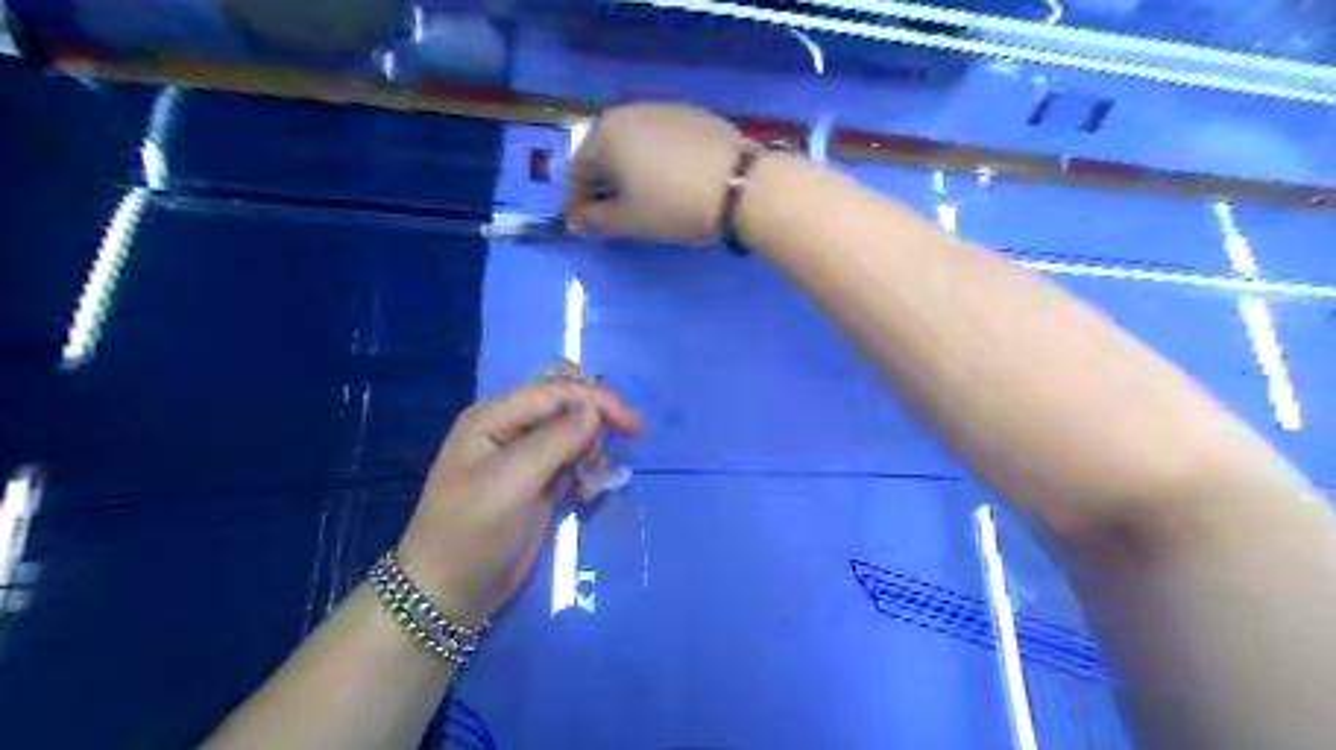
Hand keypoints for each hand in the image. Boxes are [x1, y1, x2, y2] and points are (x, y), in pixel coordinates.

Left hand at [397, 367, 643, 619]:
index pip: (557, 389)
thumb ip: (554, 441)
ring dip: (594, 449)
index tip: (634, 428)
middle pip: (568, 401)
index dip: (598, 400)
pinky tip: (585, 495)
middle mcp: (511, 427)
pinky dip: (589, 470)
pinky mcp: (540, 480)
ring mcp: (526, 454)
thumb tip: (595, 409)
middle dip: (597, 419)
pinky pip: (575, 459)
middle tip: (613, 451)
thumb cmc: (471, 534)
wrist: (449, 594)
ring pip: (576, 430)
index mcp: (495, 416)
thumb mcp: (510, 484)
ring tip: (592, 484)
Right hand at [564, 101, 750, 241]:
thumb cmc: (673, 205)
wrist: (741, 185)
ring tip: (645, 196)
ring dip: (630, 168)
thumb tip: (573, 222)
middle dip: (604, 182)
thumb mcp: (629, 221)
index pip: (577, 170)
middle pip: (603, 150)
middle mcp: (628, 112)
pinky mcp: (693, 113)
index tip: (587, 225)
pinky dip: (657, 158)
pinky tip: (673, 179)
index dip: (578, 202)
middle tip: (615, 212)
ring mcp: (663, 108)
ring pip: (633, 142)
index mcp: (605, 134)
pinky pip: (661, 138)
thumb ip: (594, 221)